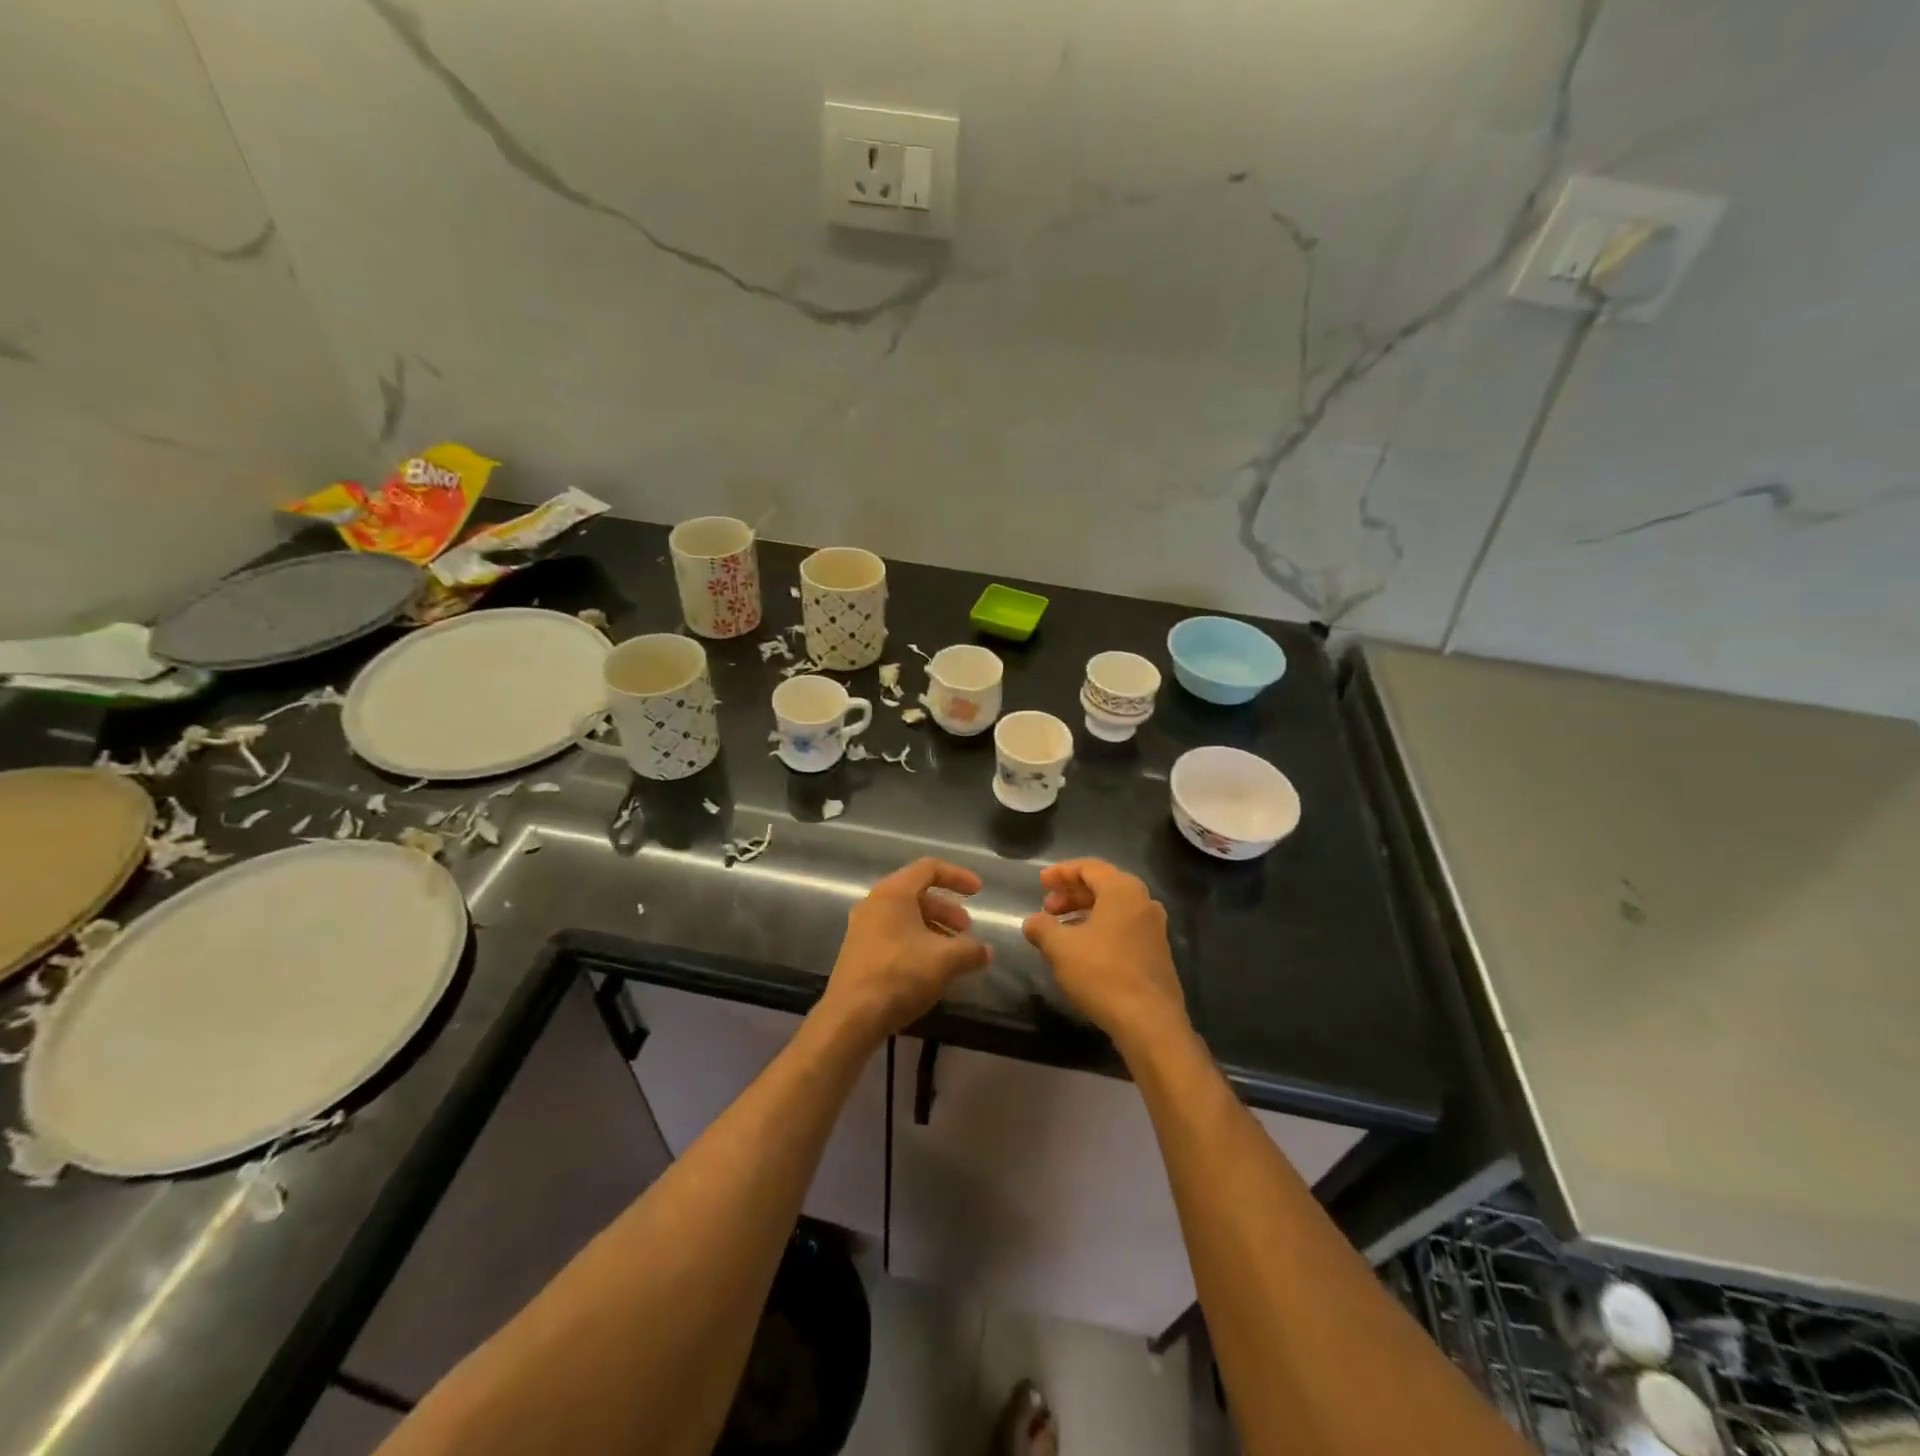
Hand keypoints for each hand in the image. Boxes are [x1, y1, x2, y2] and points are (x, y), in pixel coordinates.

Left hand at [818, 858, 991, 1043]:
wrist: (851, 1017)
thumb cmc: (900, 975)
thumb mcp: (945, 960)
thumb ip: (971, 950)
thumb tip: (985, 951)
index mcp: (893, 892)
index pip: (929, 868)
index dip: (958, 876)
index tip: (979, 892)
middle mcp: (874, 903)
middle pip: (918, 894)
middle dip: (948, 910)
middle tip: (967, 931)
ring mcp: (863, 928)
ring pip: (906, 917)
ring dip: (934, 929)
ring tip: (954, 953)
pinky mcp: (859, 951)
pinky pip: (894, 935)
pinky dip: (917, 942)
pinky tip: (932, 968)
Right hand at [1022, 859, 1188, 1052]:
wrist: (1150, 1022)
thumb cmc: (1102, 973)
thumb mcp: (1061, 948)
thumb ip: (1042, 928)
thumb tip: (1032, 921)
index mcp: (1122, 890)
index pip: (1089, 867)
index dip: (1061, 873)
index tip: (1041, 883)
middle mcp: (1143, 902)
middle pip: (1103, 885)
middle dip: (1072, 894)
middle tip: (1047, 908)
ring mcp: (1154, 928)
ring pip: (1114, 908)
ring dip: (1085, 913)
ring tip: (1060, 930)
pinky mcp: (1157, 952)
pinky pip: (1124, 927)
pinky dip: (1100, 928)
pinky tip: (1083, 949)